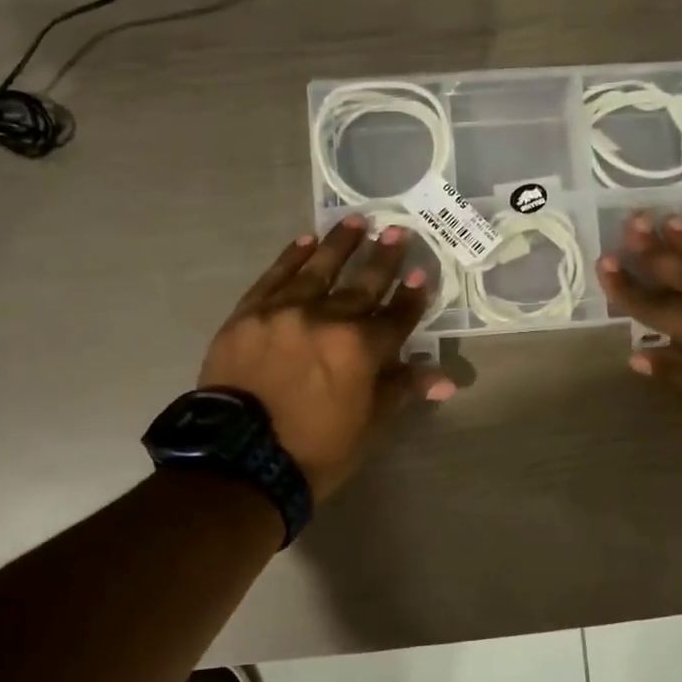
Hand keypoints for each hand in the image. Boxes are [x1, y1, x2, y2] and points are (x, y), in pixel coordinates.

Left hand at [200, 217, 454, 497]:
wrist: (237, 461)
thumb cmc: (313, 451)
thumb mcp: (367, 426)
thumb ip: (400, 390)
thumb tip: (444, 380)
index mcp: (361, 349)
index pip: (396, 316)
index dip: (411, 297)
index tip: (421, 274)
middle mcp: (326, 319)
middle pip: (362, 284)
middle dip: (383, 258)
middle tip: (397, 231)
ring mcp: (284, 311)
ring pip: (319, 269)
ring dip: (340, 244)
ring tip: (356, 221)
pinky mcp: (249, 314)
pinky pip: (275, 277)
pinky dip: (291, 257)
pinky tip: (305, 241)